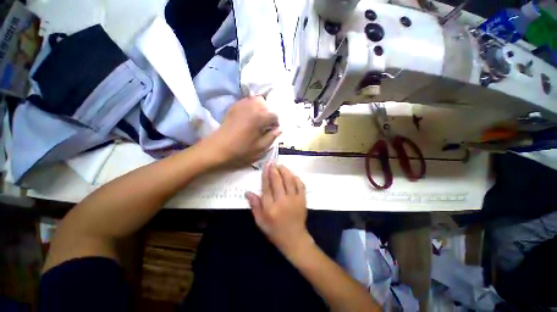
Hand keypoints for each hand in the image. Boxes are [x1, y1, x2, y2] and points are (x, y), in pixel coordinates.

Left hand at [200, 96, 280, 165]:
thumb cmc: (241, 151)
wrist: (217, 150)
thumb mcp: (260, 148)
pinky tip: (248, 118)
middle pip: (266, 104)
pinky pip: (246, 102)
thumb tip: (279, 129)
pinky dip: (250, 107)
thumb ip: (272, 137)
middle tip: (265, 126)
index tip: (272, 131)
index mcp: (260, 117)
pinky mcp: (233, 107)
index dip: (275, 124)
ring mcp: (241, 105)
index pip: (274, 115)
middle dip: (268, 114)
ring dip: (260, 109)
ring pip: (256, 100)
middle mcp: (251, 106)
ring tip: (257, 121)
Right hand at [245, 165, 313, 255]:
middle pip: (278, 181)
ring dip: (285, 171)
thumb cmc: (275, 231)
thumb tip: (248, 192)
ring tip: (281, 166)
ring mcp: (294, 200)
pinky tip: (292, 174)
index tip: (266, 166)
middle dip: (275, 170)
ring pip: (289, 180)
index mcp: (270, 208)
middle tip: (273, 163)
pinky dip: (296, 178)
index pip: (267, 187)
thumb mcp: (260, 222)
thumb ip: (254, 206)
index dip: (266, 175)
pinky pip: (300, 185)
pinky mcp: (303, 200)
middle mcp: (282, 201)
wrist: (294, 239)